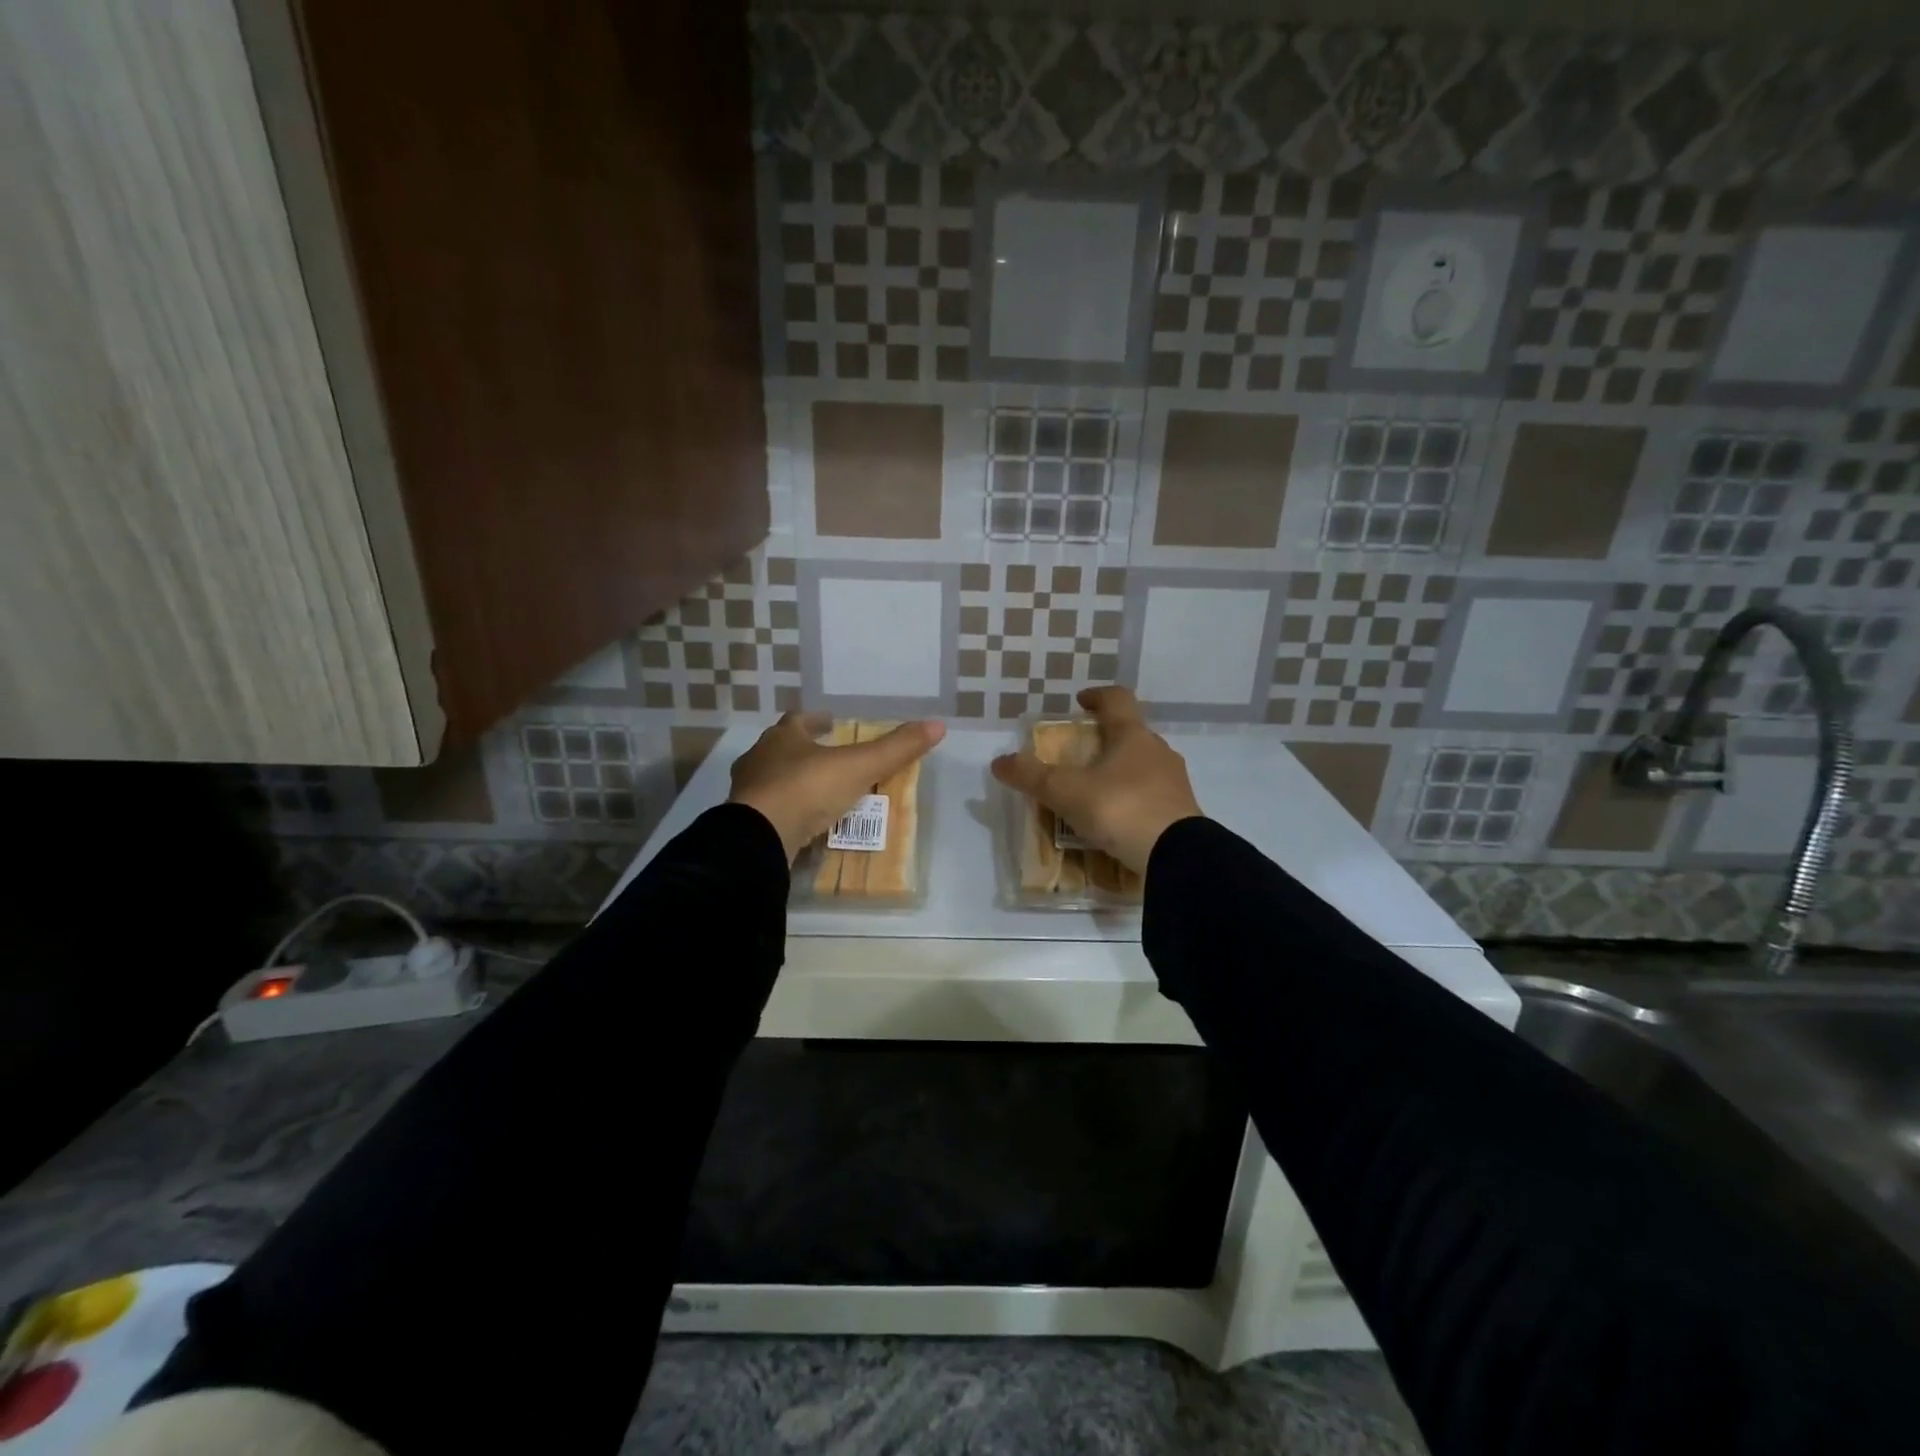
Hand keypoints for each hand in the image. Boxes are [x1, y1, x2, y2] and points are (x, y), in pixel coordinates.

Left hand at [729, 713, 944, 863]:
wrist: (759, 837)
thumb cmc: (808, 789)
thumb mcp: (860, 766)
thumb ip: (896, 748)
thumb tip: (937, 725)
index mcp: (783, 738)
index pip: (799, 720)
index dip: (816, 720)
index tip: (831, 722)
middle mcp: (760, 759)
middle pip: (782, 748)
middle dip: (803, 750)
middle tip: (827, 756)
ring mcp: (748, 792)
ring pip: (772, 780)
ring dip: (793, 782)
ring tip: (818, 793)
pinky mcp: (744, 823)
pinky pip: (769, 812)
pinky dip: (786, 813)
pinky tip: (801, 824)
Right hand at [990, 686, 1202, 874]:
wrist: (1176, 856)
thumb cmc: (1120, 809)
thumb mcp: (1066, 792)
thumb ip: (1031, 776)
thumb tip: (999, 761)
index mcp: (1132, 735)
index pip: (1117, 699)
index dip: (1097, 696)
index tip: (1080, 702)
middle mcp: (1157, 751)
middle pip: (1130, 734)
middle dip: (1105, 740)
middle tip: (1079, 755)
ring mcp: (1174, 782)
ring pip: (1143, 766)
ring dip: (1120, 772)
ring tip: (1095, 792)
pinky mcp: (1183, 812)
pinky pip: (1152, 797)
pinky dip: (1132, 800)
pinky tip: (1116, 821)